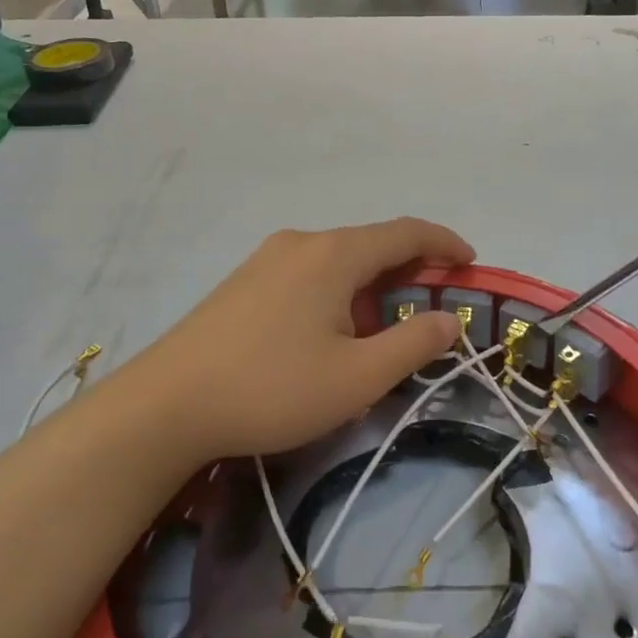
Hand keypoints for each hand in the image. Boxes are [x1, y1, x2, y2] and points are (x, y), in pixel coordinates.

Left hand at [101, 217, 473, 465]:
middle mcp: (302, 243)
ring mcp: (267, 260)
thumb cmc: (272, 388)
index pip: (406, 233)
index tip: (471, 263)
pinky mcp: (244, 282)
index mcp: (334, 254)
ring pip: (338, 260)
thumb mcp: (358, 377)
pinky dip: (340, 291)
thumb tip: (449, 319)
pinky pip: (309, 273)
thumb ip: (413, 344)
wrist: (166, 404)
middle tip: (435, 304)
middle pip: (371, 243)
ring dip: (373, 284)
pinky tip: (333, 331)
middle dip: (411, 269)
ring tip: (386, 327)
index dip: (445, 243)